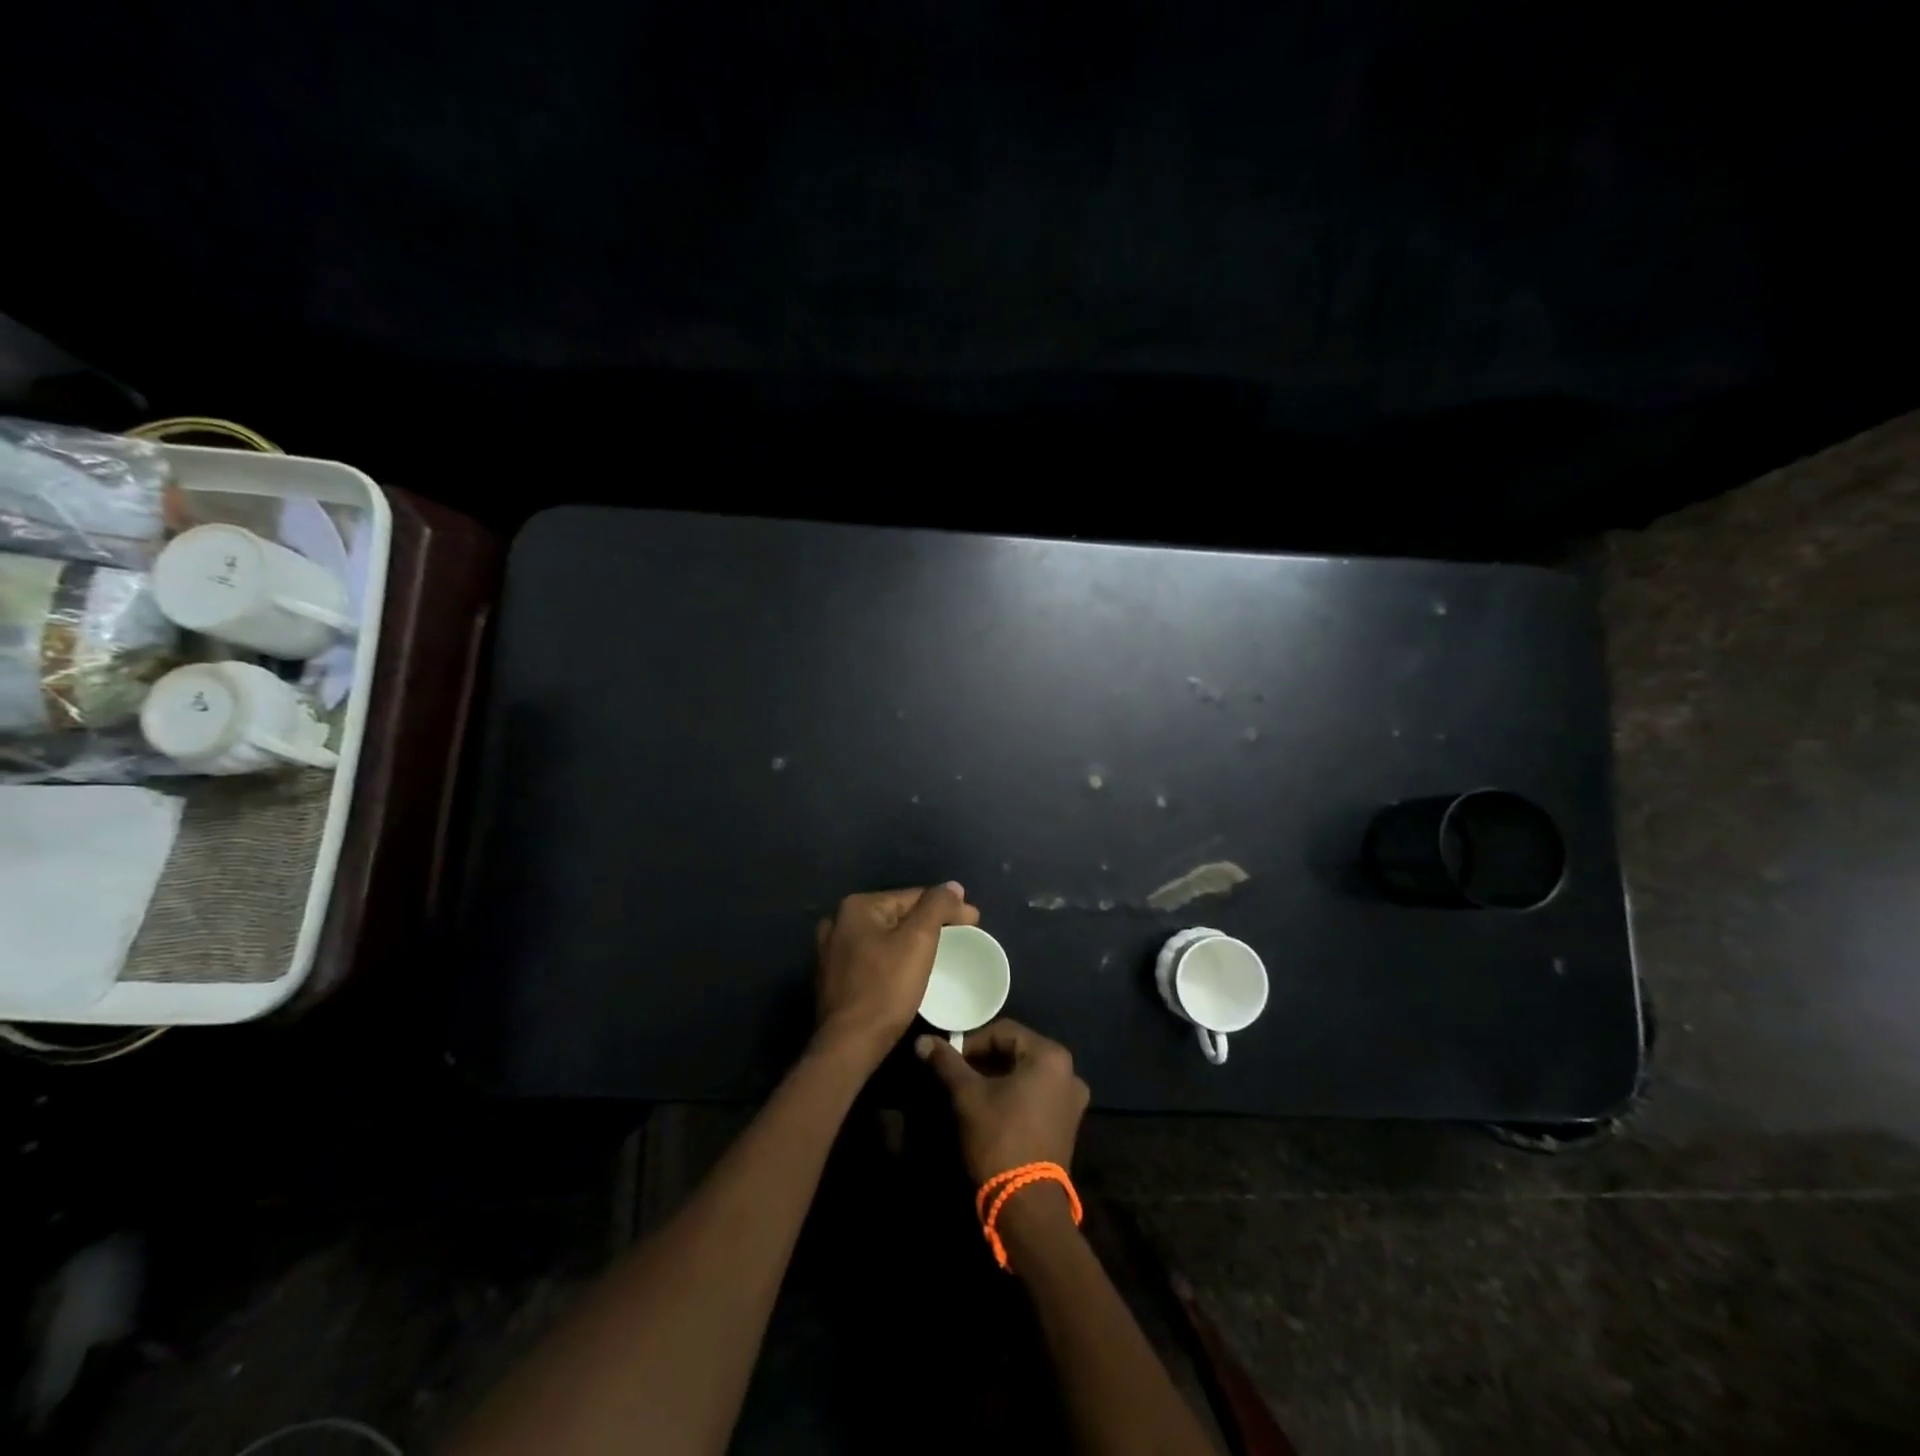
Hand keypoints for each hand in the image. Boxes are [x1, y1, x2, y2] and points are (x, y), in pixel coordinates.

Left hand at [814, 883, 978, 1066]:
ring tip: (938, 956)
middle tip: (961, 939)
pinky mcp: (833, 978)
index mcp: (856, 907)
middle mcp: (838, 922)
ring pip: (884, 937)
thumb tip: (954, 887)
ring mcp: (831, 951)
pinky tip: (908, 972)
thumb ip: (937, 906)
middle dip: (929, 924)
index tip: (975, 922)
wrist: (849, 1045)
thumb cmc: (886, 988)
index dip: (948, 907)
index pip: (913, 897)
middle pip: (897, 915)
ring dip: (911, 942)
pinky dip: (893, 959)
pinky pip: (872, 958)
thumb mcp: (919, 940)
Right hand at [916, 1019, 1089, 1183]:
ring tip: (971, 1092)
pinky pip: (1037, 1093)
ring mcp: (1072, 1099)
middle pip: (1017, 1051)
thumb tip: (923, 1041)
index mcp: (1051, 1055)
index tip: (950, 1061)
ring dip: (998, 1077)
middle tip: (958, 1076)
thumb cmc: (999, 1138)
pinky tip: (993, 1108)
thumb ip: (947, 1063)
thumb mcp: (968, 1095)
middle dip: (985, 1060)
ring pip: (1026, 1073)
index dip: (972, 1042)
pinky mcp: (1068, 1123)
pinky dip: (1014, 1094)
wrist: (1026, 1206)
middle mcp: (1068, 1071)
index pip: (1003, 1032)